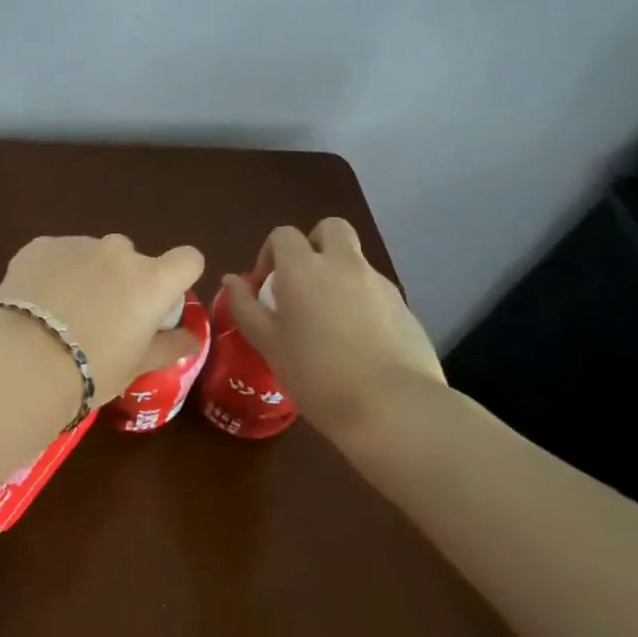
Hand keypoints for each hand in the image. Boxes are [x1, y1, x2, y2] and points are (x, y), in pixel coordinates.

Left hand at [0, 235, 205, 405]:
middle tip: (103, 316)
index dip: (178, 277)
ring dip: (87, 273)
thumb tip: (192, 339)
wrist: (25, 361)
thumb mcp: (137, 366)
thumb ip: (170, 346)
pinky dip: (53, 271)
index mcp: (152, 280)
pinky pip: (56, 254)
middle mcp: (118, 252)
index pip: (188, 259)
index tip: (161, 300)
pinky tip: (37, 301)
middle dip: (123, 279)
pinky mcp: (40, 245)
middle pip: (132, 258)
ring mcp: (77, 244)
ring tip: (63, 311)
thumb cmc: (92, 369)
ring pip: (91, 254)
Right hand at [222, 219, 443, 431]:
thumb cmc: (316, 375)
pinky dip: (362, 302)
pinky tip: (357, 343)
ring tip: (329, 322)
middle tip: (302, 283)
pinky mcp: (405, 308)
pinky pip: (376, 291)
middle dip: (314, 244)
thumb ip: (246, 307)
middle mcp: (344, 265)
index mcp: (304, 269)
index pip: (284, 235)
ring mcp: (380, 284)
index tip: (265, 288)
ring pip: (355, 261)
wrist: (393, 408)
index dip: (270, 254)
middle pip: (330, 228)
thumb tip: (232, 280)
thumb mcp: (268, 344)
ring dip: (338, 275)